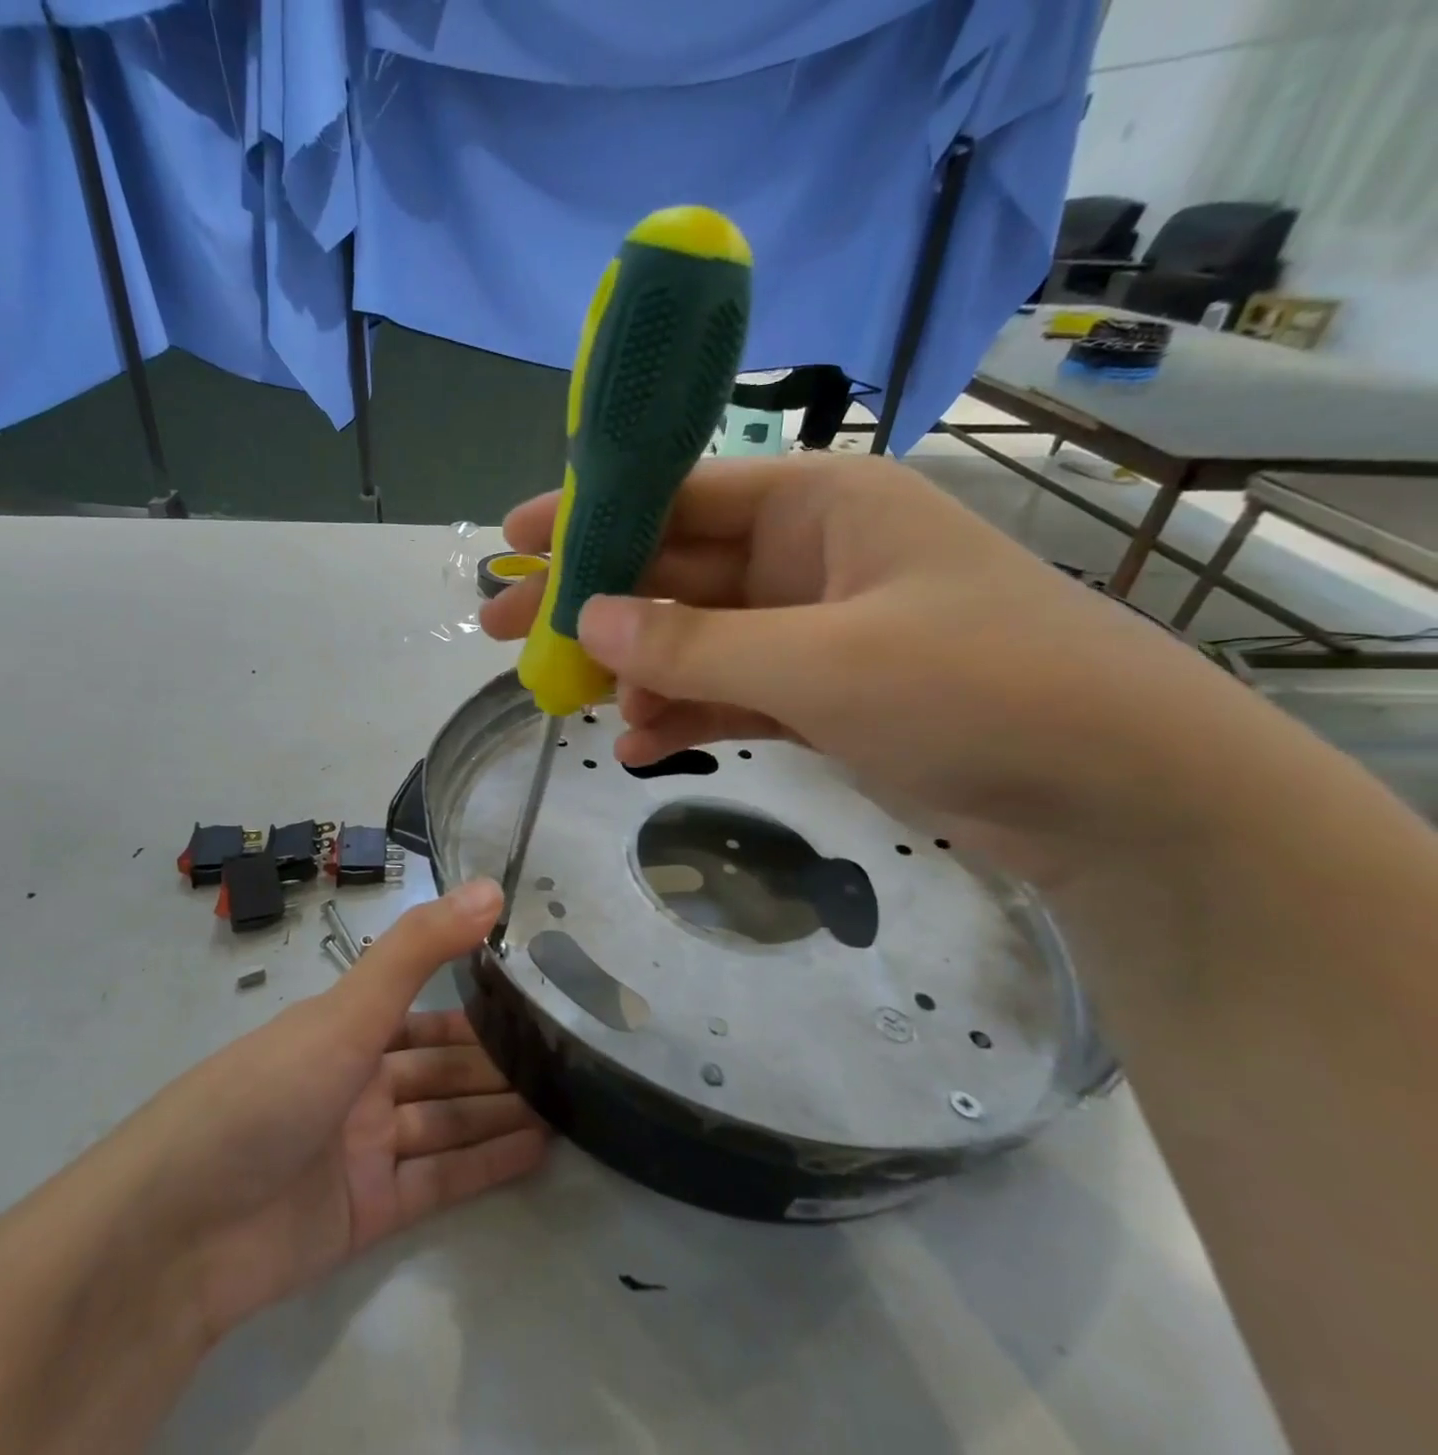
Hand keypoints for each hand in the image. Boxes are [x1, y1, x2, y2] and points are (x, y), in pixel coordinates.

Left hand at [144, 880, 545, 1341]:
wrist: (178, 1231)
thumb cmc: (267, 1093)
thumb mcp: (348, 1011)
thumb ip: (420, 948)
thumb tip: (490, 888)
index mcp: (346, 1030)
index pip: (426, 1012)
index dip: (478, 1007)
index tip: (537, 999)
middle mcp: (358, 1084)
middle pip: (442, 1069)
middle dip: (498, 1065)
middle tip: (570, 1057)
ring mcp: (363, 1151)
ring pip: (447, 1123)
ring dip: (501, 1112)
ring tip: (570, 1103)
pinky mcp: (368, 1213)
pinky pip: (441, 1181)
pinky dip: (487, 1164)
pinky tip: (539, 1149)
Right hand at [480, 454, 1276, 885]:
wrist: (1116, 796)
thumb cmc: (977, 688)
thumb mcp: (822, 660)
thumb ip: (694, 641)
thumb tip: (585, 618)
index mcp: (818, 505)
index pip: (678, 494)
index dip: (591, 516)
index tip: (515, 541)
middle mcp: (807, 557)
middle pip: (672, 570)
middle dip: (589, 601)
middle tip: (502, 627)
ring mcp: (811, 630)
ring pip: (691, 637)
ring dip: (631, 668)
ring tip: (564, 700)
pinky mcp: (820, 694)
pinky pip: (726, 691)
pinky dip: (682, 713)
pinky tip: (637, 745)